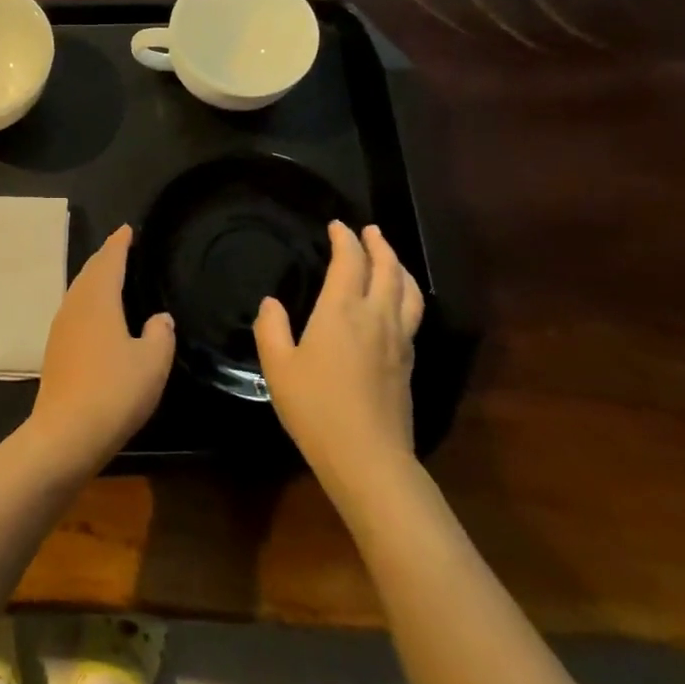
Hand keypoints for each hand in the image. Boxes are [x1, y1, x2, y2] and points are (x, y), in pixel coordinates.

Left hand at [26, 225, 174, 473]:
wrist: (66, 433)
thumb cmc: (114, 390)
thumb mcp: (152, 362)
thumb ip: (160, 334)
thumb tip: (159, 318)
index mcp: (98, 298)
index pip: (110, 260)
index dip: (119, 243)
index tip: (127, 229)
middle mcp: (75, 305)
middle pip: (89, 272)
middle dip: (105, 258)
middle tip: (121, 247)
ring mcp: (60, 328)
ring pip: (79, 292)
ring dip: (95, 280)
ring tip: (111, 277)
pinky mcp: (55, 351)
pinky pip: (75, 312)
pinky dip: (88, 302)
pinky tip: (97, 317)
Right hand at [255, 223, 422, 486]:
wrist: (367, 457)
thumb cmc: (315, 407)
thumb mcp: (278, 367)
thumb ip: (272, 329)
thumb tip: (272, 303)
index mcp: (342, 311)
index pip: (350, 262)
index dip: (345, 240)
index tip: (337, 226)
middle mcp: (377, 317)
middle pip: (387, 269)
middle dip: (378, 245)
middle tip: (369, 231)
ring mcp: (399, 340)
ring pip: (408, 291)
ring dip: (399, 267)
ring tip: (390, 258)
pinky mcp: (409, 363)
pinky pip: (413, 314)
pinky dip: (406, 294)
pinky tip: (397, 303)